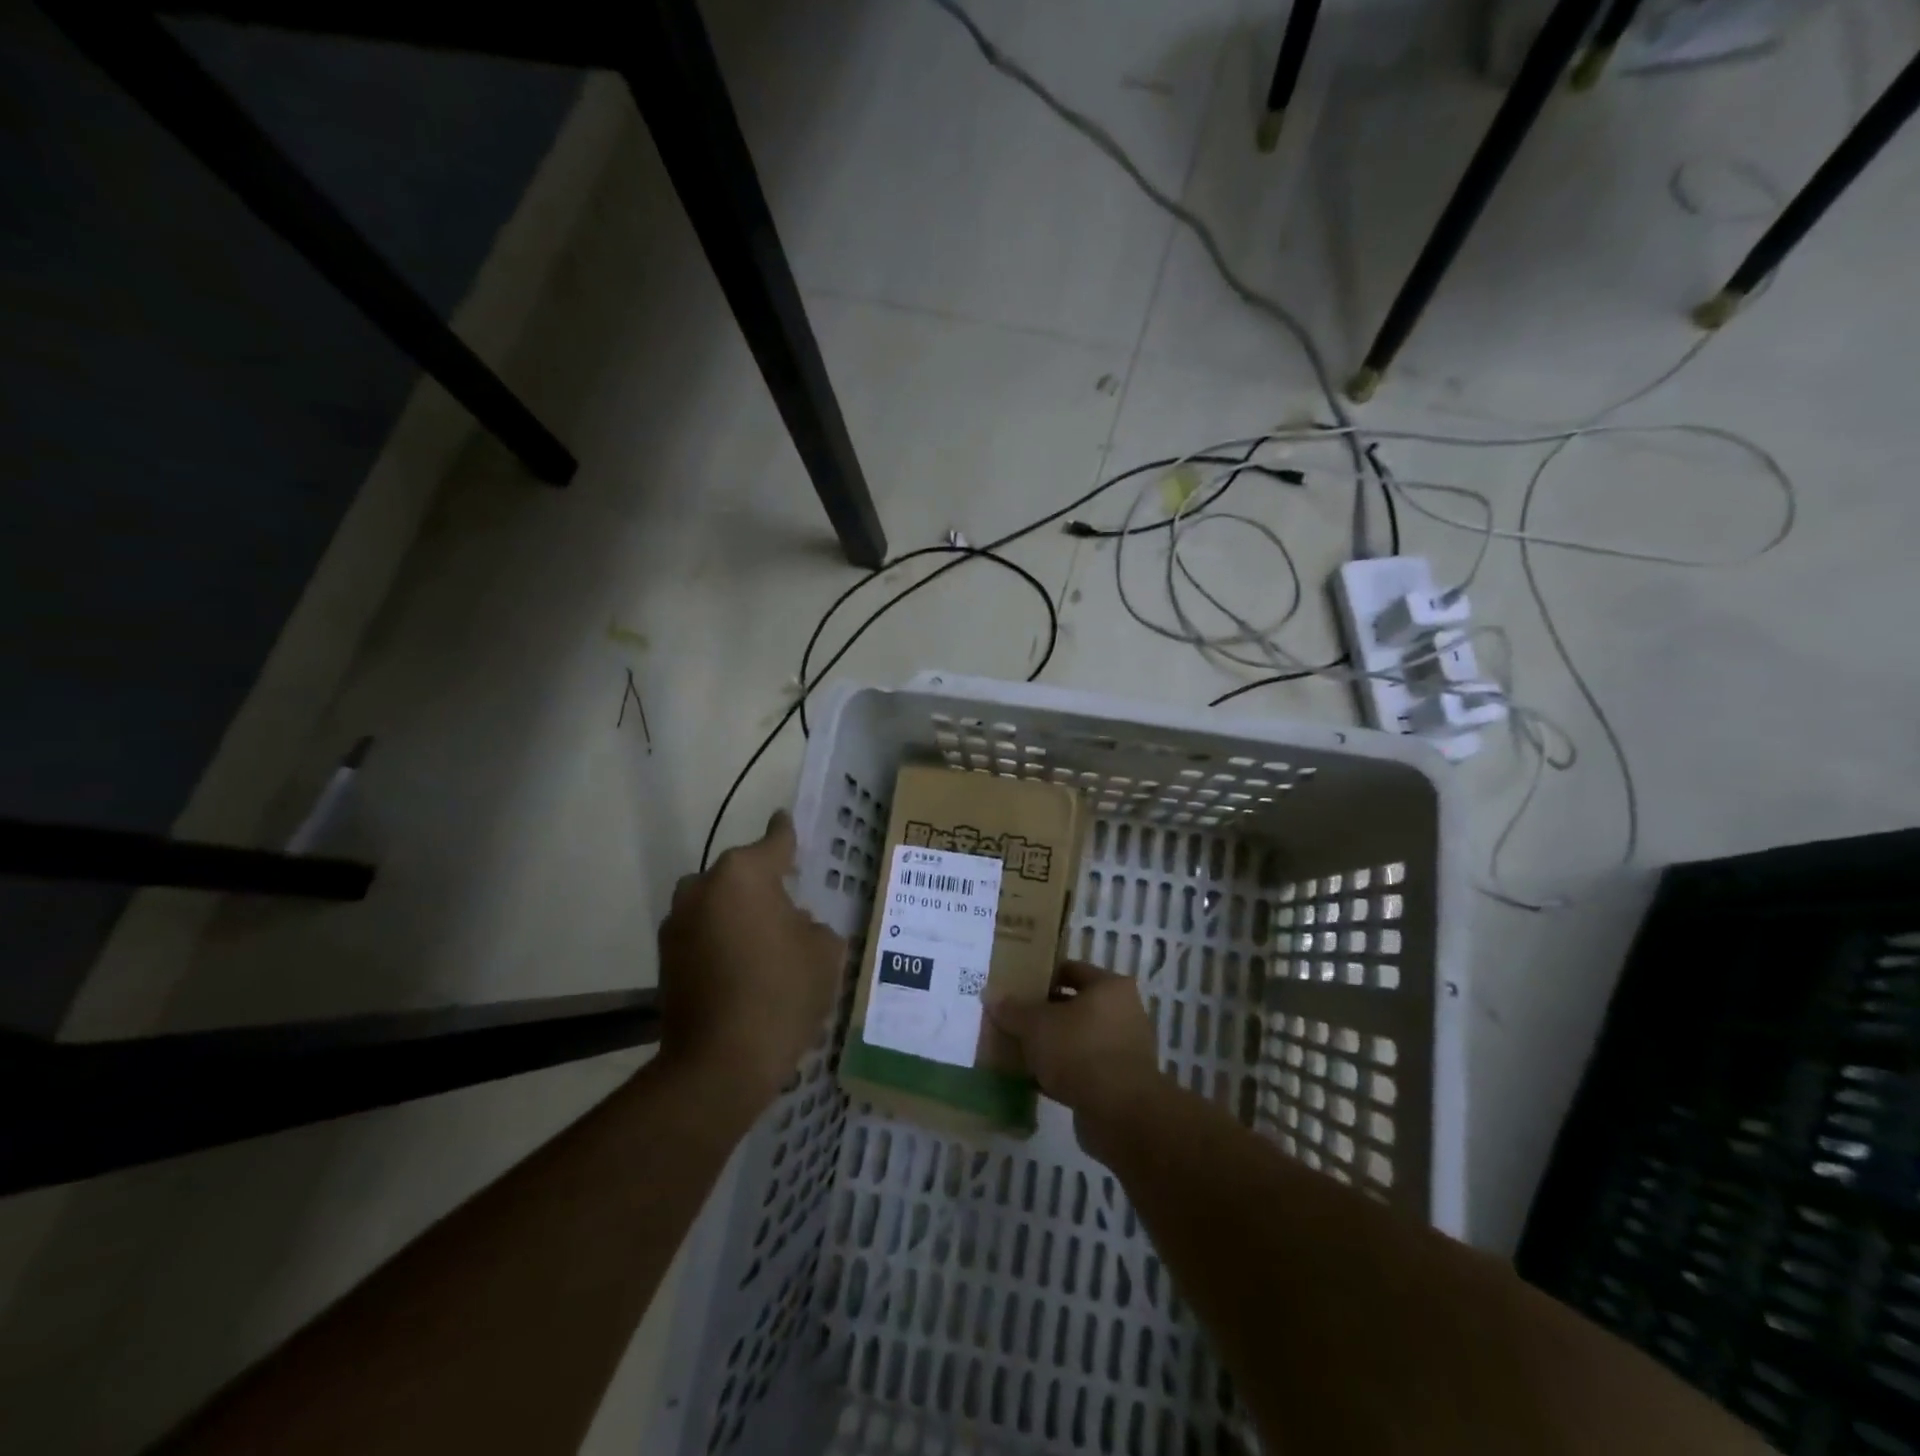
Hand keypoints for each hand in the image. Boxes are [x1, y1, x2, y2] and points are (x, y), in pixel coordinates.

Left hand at [657, 812, 844, 1109]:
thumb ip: (814, 926)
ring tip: (763, 942)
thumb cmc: (782, 994)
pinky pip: (701, 932)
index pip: (775, 841)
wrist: (719, 1063)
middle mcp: (704, 887)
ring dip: (737, 913)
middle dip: (762, 884)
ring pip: (716, 903)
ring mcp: (678, 922)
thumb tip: (795, 925)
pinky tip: (741, 968)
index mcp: (745, 875)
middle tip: (788, 907)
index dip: (785, 832)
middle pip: (740, 874)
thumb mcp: (825, 953)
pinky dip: (719, 940)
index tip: (784, 819)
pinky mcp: (665, 957)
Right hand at [988, 961, 1162, 1161]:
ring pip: (1077, 1039)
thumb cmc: (1080, 1051)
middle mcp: (1123, 1013)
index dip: (1042, 976)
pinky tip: (1033, 1079)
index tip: (1016, 986)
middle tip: (1012, 1019)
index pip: (1071, 970)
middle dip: (1043, 1014)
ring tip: (1018, 1050)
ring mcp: (1123, 1049)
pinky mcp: (1118, 1083)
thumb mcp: (1036, 1025)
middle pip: (1074, 1006)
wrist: (1120, 1114)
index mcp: (1110, 987)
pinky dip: (1060, 1071)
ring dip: (1051, 1045)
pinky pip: (1082, 1068)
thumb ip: (1012, 1009)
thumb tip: (989, 994)